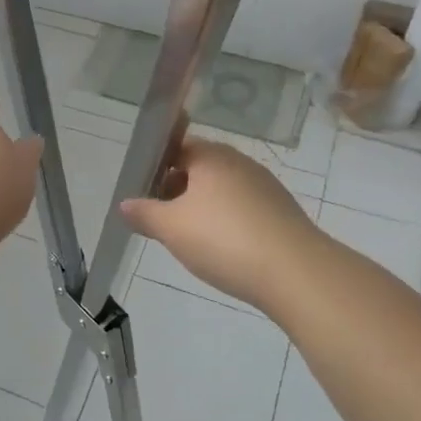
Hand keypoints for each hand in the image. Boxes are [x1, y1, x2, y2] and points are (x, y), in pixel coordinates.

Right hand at [120, 138, 317, 312]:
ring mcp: (265, 186)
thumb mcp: (171, 228)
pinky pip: (243, 209)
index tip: (144, 194)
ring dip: (202, 209)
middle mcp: (239, 162)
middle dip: (177, 191)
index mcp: (211, 156)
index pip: (177, 147)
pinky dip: (227, 223)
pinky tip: (222, 251)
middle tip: (161, 221)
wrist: (295, 273)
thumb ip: (144, 213)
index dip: (156, 167)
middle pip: (199, 169)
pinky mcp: (281, 212)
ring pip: (221, 190)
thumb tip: (124, 204)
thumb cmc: (224, 239)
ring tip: (189, 240)